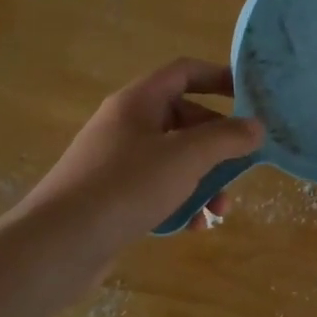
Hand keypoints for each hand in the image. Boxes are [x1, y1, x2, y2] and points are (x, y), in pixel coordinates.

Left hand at [22, 60, 264, 257]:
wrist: (59, 243)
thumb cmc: (126, 186)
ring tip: (221, 209)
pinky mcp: (112, 196)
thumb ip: (226, 138)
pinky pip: (157, 188)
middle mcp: (126, 125)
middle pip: (184, 119)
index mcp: (138, 102)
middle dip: (218, 144)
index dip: (219, 77)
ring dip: (204, 179)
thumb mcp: (185, 158)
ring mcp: (117, 161)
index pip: (184, 72)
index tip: (252, 96)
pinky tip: (195, 226)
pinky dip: (181, 202)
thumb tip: (257, 127)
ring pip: (174, 159)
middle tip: (243, 164)